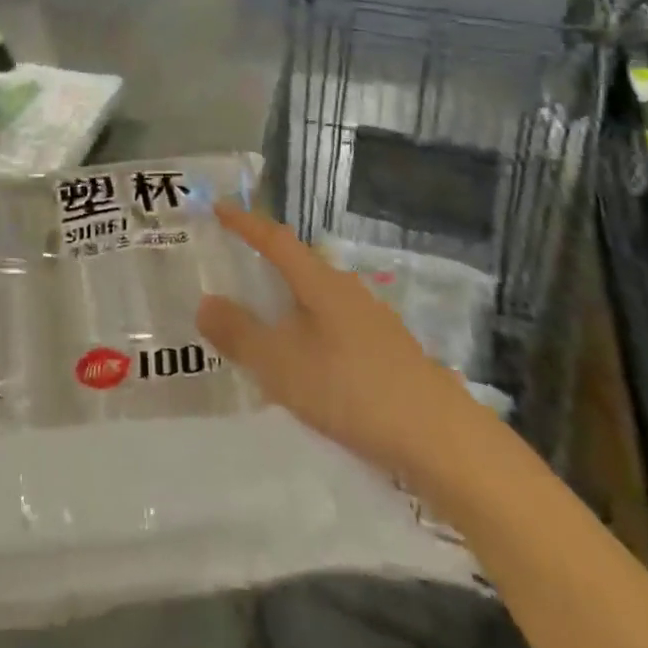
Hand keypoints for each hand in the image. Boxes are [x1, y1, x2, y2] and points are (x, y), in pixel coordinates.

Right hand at [196, 206, 482, 485]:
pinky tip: (304, 361)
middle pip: (298, 265)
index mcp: (320, 282)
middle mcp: (346, 290)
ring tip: (261, 319)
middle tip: (233, 267)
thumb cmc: (353, 390)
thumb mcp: (282, 365)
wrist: (441, 439)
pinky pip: (332, 325)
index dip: (245, 222)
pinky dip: (307, 330)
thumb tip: (205, 302)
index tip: (219, 207)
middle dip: (265, 262)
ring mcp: (371, 321)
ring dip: (287, 301)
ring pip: (317, 298)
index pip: (275, 239)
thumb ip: (239, 333)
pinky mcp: (386, 352)